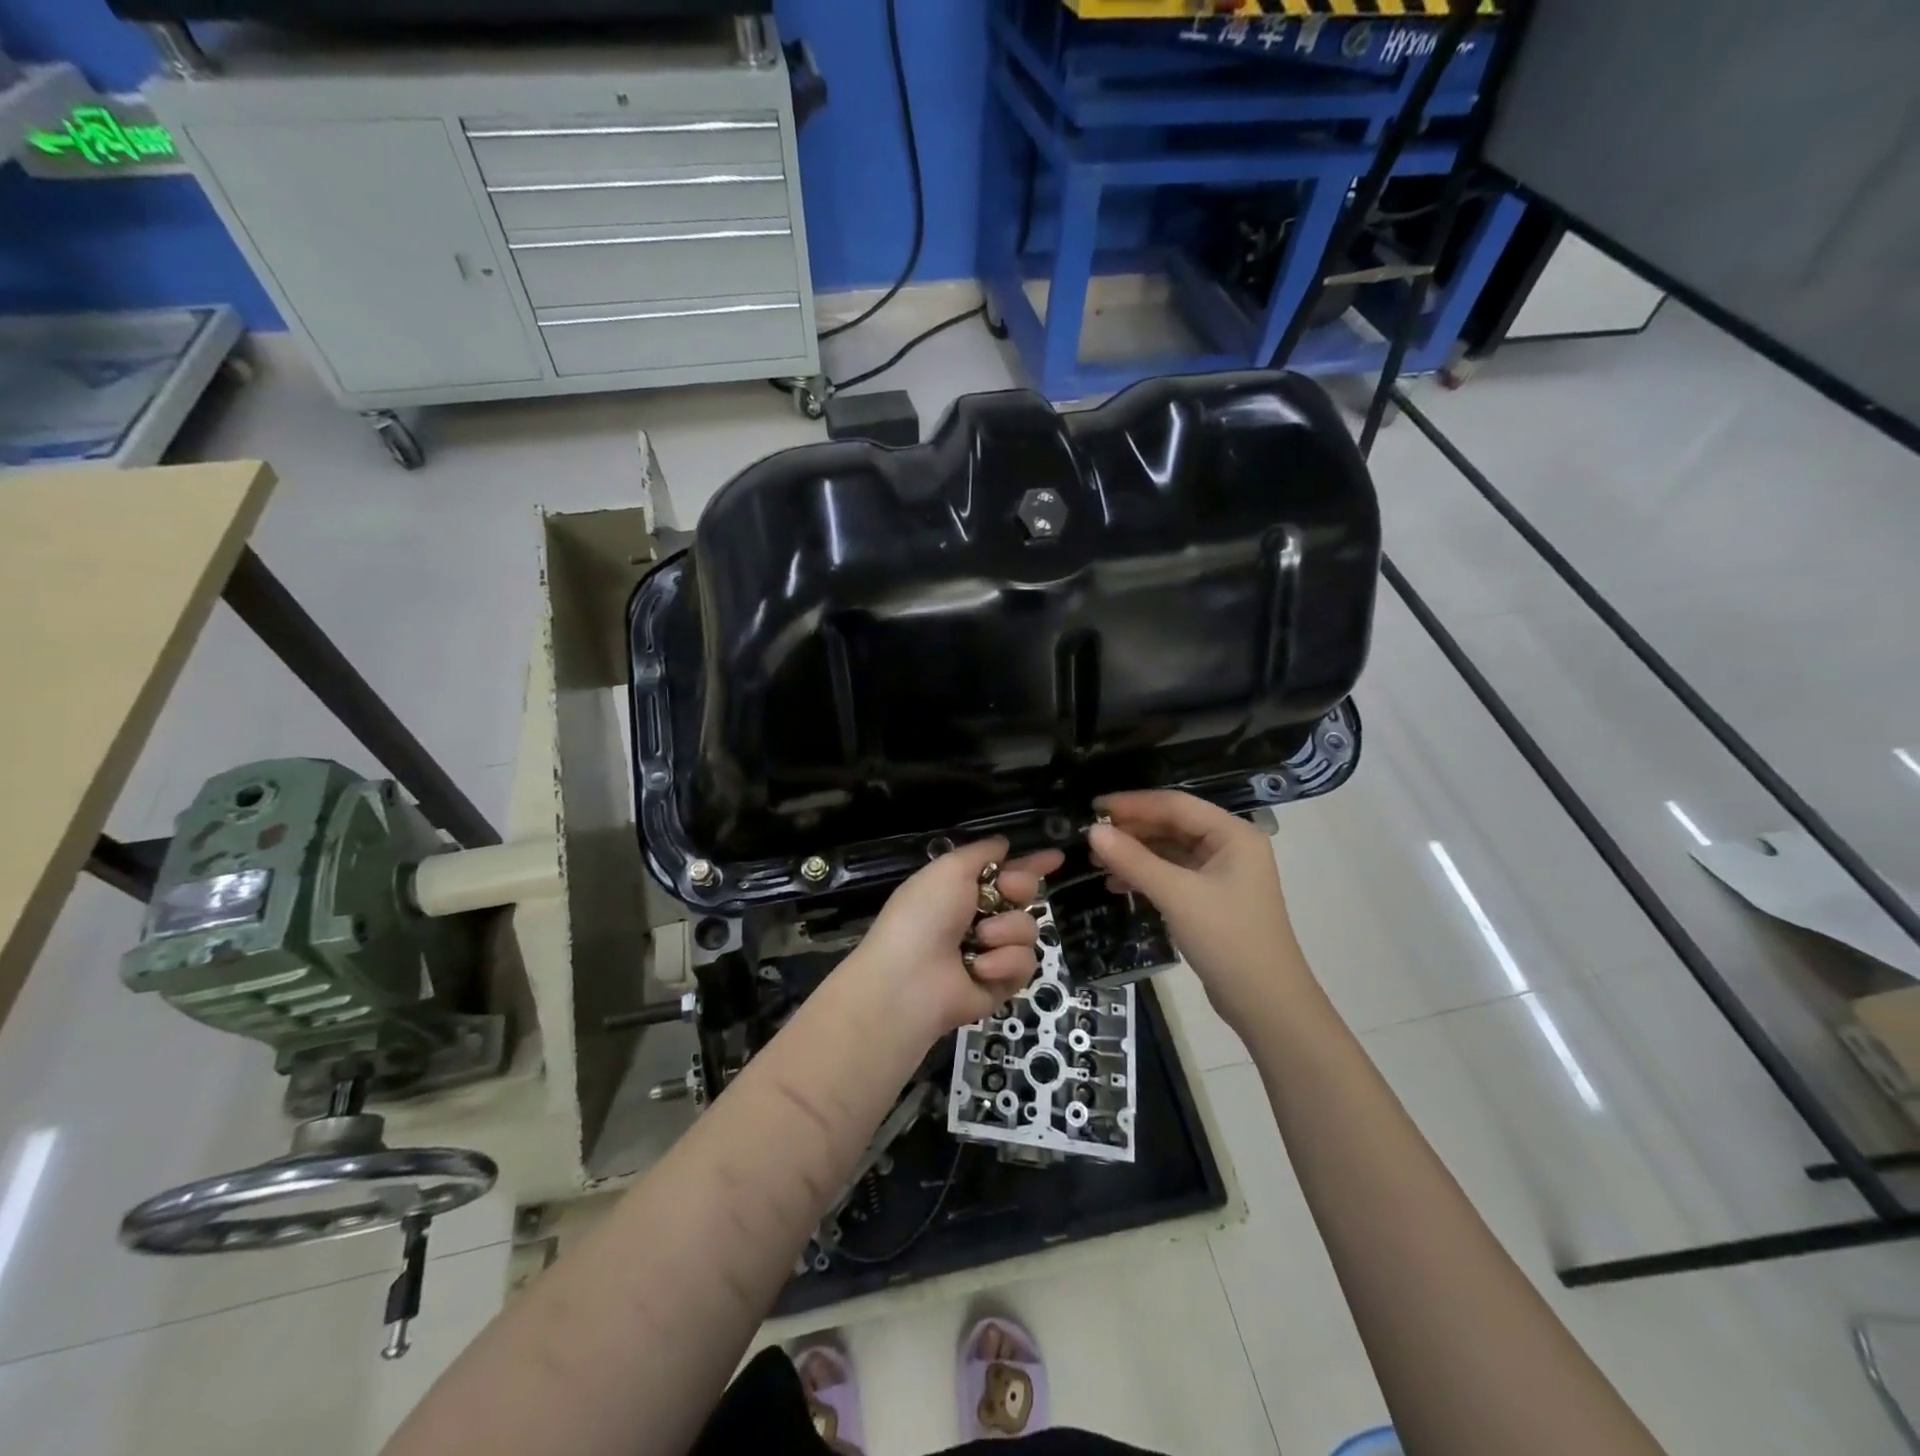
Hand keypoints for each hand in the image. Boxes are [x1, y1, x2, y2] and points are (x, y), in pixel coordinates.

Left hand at [843, 838, 1064, 1042]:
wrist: (911, 979)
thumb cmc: (925, 914)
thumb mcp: (950, 869)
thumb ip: (981, 853)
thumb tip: (1004, 843)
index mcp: (962, 889)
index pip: (1005, 872)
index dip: (1031, 864)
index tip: (1057, 856)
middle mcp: (979, 918)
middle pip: (1025, 896)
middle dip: (1020, 888)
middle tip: (1006, 892)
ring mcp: (992, 952)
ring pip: (1028, 928)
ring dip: (1006, 930)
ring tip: (980, 940)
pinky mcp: (1003, 983)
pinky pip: (1025, 962)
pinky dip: (1004, 962)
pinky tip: (980, 968)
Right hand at [1088, 791, 1309, 1034]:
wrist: (1266, 1004)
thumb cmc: (1227, 939)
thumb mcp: (1177, 895)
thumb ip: (1134, 860)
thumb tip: (1093, 831)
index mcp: (1232, 834)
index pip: (1176, 804)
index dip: (1133, 803)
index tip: (1093, 807)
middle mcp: (1230, 846)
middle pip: (1173, 825)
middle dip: (1132, 830)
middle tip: (1090, 835)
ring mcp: (1221, 874)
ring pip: (1170, 850)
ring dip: (1135, 853)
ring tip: (1096, 860)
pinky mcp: (1211, 898)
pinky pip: (1172, 874)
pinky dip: (1145, 875)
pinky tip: (1116, 884)